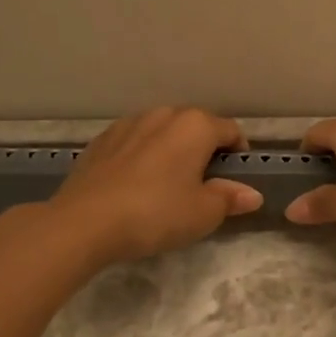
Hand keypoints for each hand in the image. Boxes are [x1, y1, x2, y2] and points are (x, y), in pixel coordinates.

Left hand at [47, 107, 262, 264]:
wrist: (83, 222)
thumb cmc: (155, 213)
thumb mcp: (203, 213)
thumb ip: (230, 198)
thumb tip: (252, 194)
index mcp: (195, 125)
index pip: (232, 131)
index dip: (239, 155)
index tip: (234, 182)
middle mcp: (163, 114)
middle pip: (196, 127)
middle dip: (204, 151)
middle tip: (202, 186)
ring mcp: (128, 123)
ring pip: (162, 132)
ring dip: (172, 151)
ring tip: (166, 185)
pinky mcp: (101, 140)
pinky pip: (134, 143)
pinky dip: (142, 157)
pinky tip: (135, 186)